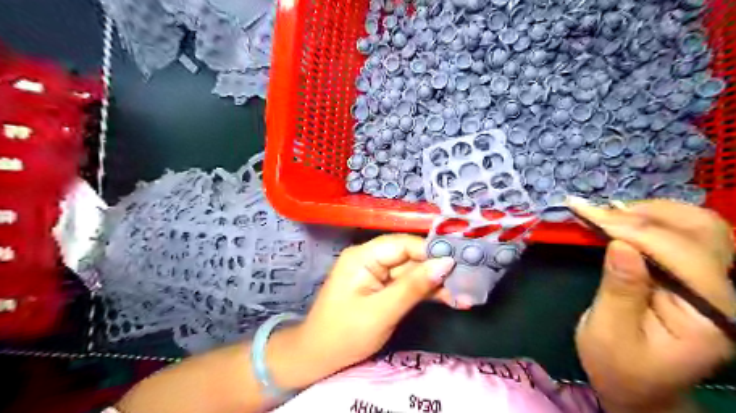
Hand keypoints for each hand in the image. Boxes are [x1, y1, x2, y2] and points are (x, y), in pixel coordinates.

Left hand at [294, 236, 454, 373]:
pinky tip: (450, 299)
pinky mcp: (383, 288)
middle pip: (410, 257)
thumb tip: (446, 262)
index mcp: (363, 256)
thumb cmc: (344, 334)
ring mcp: (377, 274)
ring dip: (436, 283)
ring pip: (413, 272)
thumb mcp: (381, 311)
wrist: (319, 358)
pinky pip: (408, 285)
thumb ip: (413, 286)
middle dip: (438, 269)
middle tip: (469, 280)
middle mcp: (371, 258)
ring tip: (465, 294)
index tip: (459, 262)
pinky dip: (426, 292)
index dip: (431, 251)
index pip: (403, 244)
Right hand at [574, 198, 735, 411]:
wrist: (638, 386)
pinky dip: (652, 220)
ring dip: (650, 212)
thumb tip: (620, 245)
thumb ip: (619, 289)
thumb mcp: (609, 332)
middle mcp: (725, 296)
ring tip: (607, 212)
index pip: (681, 256)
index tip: (587, 212)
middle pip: (701, 233)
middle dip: (643, 215)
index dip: (633, 229)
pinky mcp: (696, 277)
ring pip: (699, 226)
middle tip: (596, 211)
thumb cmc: (619, 366)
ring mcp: (714, 284)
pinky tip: (624, 219)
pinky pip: (684, 235)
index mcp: (709, 317)